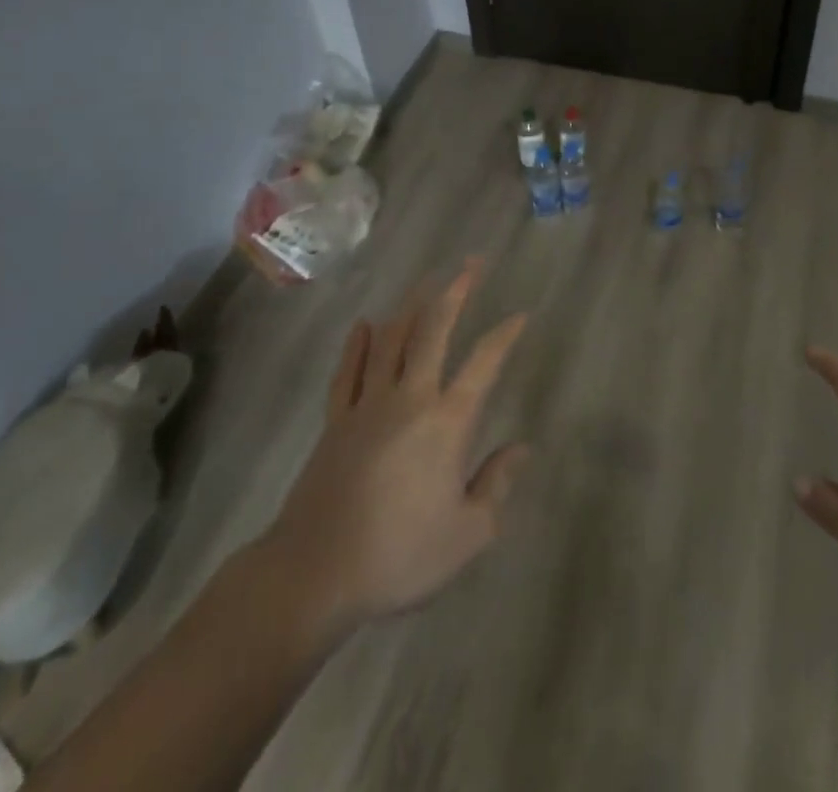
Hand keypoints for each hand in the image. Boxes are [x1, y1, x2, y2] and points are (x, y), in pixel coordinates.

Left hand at [257, 261, 529, 639]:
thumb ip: (497, 484)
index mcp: (447, 422)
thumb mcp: (468, 534)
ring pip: (392, 340)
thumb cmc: (400, 556)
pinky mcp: (336, 421)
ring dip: (411, 305)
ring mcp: (367, 405)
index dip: (504, 335)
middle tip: (471, 263)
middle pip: (433, 331)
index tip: (520, 314)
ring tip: (426, 279)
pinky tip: (365, 323)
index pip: (483, 364)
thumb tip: (522, 448)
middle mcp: (410, 399)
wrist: (315, 574)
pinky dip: (358, 344)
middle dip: (455, 292)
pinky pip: (349, 370)